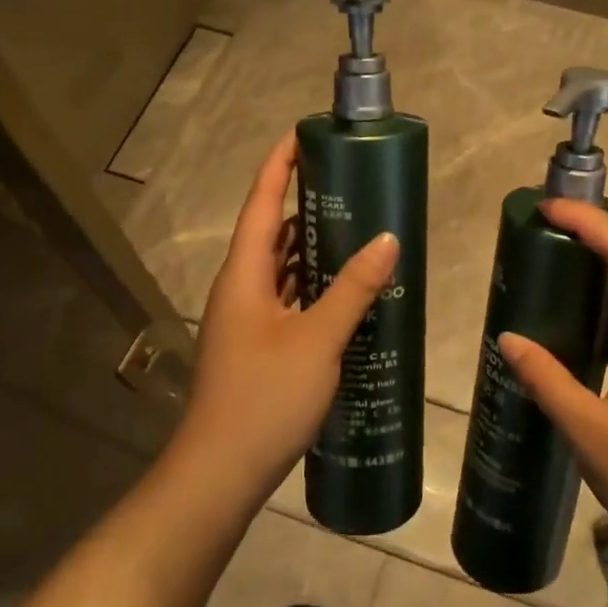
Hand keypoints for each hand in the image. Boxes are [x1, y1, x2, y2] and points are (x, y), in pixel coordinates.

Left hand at [172, 132, 399, 500]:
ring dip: (311, 246)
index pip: (259, 202)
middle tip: (350, 183)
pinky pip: (288, 298)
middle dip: (304, 203)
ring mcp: (247, 319)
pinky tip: (346, 290)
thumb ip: (353, 288)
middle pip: (270, 230)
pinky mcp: (258, 345)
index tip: (304, 134)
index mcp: (244, 274)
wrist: (220, 472)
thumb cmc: (264, 397)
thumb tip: (387, 239)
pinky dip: (313, 284)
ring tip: (356, 227)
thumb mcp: (317, 339)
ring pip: (280, 267)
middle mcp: (240, 288)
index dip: (278, 164)